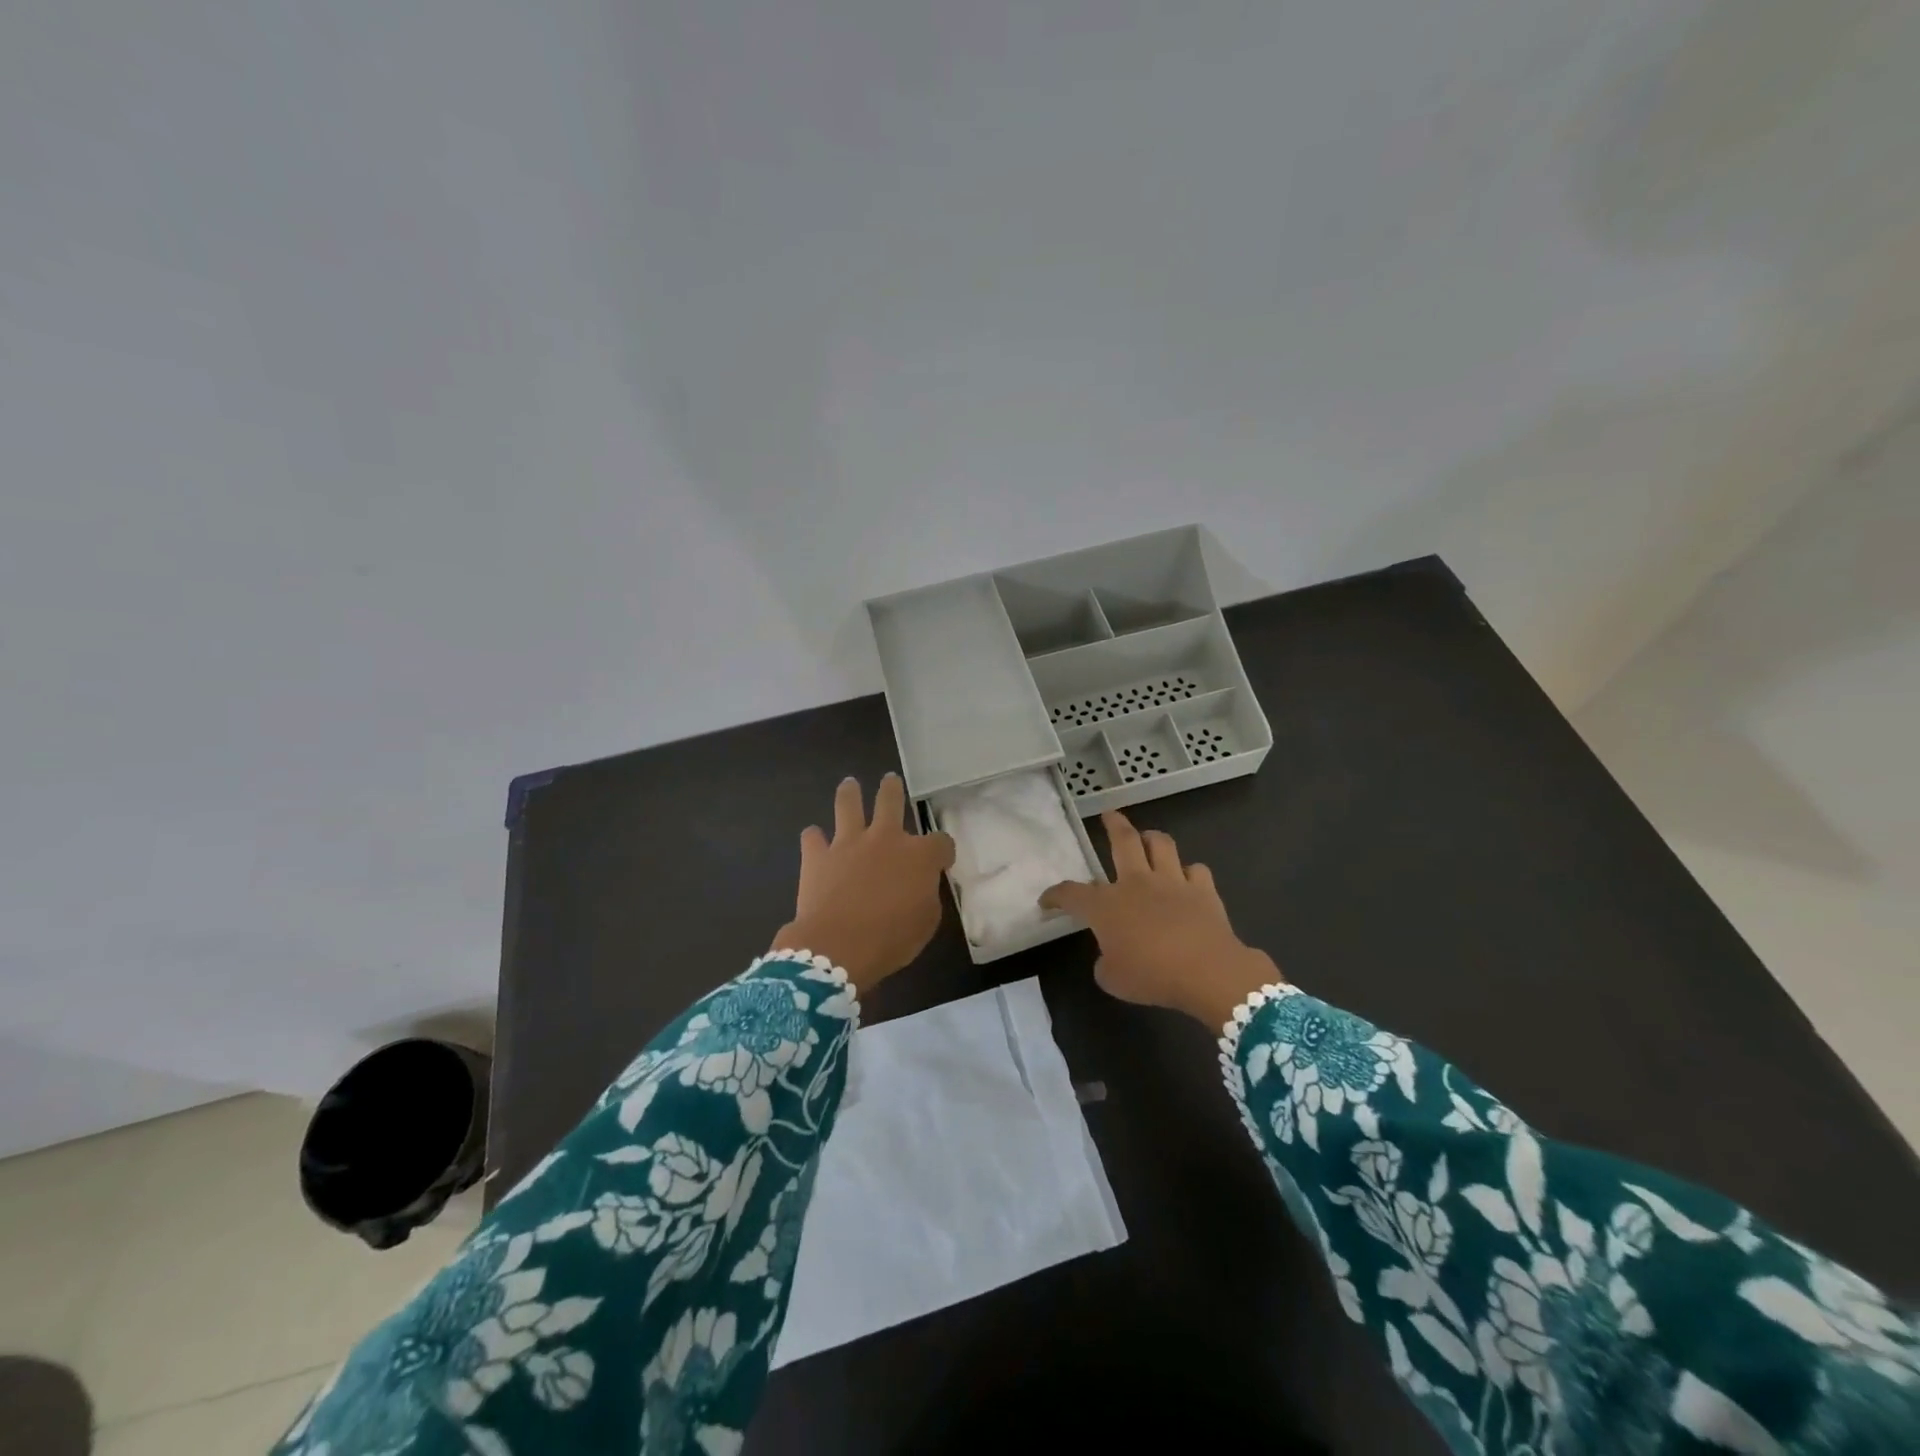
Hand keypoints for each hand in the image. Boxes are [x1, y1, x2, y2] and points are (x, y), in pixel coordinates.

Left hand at [770, 774, 955, 995]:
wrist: (838, 947)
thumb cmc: (891, 939)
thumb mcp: (926, 921)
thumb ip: (927, 895)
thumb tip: (921, 885)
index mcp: (918, 856)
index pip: (941, 841)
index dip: (943, 850)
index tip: (942, 859)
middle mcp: (885, 838)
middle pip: (891, 801)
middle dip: (892, 790)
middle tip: (890, 780)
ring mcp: (848, 843)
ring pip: (848, 805)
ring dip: (850, 793)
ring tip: (849, 785)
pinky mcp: (817, 856)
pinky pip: (813, 837)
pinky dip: (815, 838)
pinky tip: (814, 839)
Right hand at [1041, 810, 1282, 1028]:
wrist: (1206, 971)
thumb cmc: (1151, 976)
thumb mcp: (1113, 979)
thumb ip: (1105, 963)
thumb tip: (1110, 955)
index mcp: (1106, 906)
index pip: (1071, 894)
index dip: (1055, 896)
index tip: (1046, 901)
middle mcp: (1136, 883)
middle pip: (1123, 841)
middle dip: (1113, 824)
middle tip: (1109, 815)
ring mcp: (1172, 882)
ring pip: (1161, 844)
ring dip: (1152, 838)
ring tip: (1148, 839)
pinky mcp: (1203, 890)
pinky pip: (1195, 870)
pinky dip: (1189, 873)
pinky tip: (1187, 879)